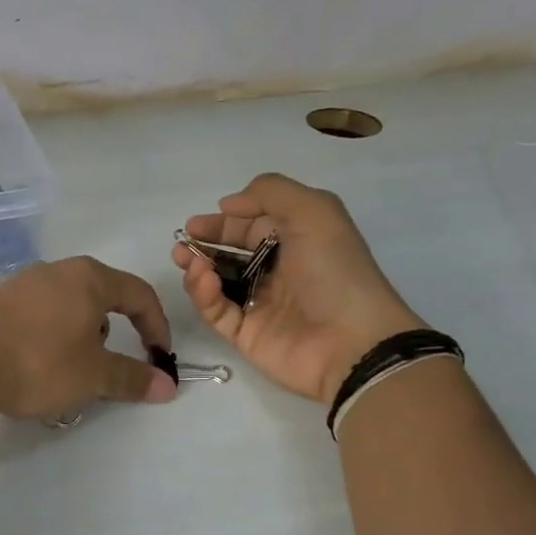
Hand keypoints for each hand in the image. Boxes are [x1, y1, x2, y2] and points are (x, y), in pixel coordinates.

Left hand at [0, 257, 178, 419]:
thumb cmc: (40, 363)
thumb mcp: (94, 375)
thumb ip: (133, 378)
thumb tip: (168, 386)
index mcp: (88, 278)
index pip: (138, 294)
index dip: (156, 327)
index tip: (158, 358)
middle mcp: (54, 271)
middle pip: (100, 298)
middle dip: (111, 334)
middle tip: (104, 368)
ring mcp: (19, 284)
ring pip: (66, 308)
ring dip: (77, 337)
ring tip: (64, 372)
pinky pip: (35, 316)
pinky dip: (47, 338)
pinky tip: (31, 366)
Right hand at [172, 173, 424, 403]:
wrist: (352, 341)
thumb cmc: (335, 270)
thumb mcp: (313, 211)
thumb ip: (270, 192)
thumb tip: (228, 204)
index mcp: (297, 241)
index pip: (250, 227)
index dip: (223, 223)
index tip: (196, 224)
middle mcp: (277, 272)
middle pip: (230, 255)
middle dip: (203, 246)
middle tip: (183, 244)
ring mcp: (260, 305)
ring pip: (217, 284)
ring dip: (198, 269)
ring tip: (187, 260)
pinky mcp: (246, 335)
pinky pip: (217, 312)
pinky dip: (205, 295)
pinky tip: (203, 280)